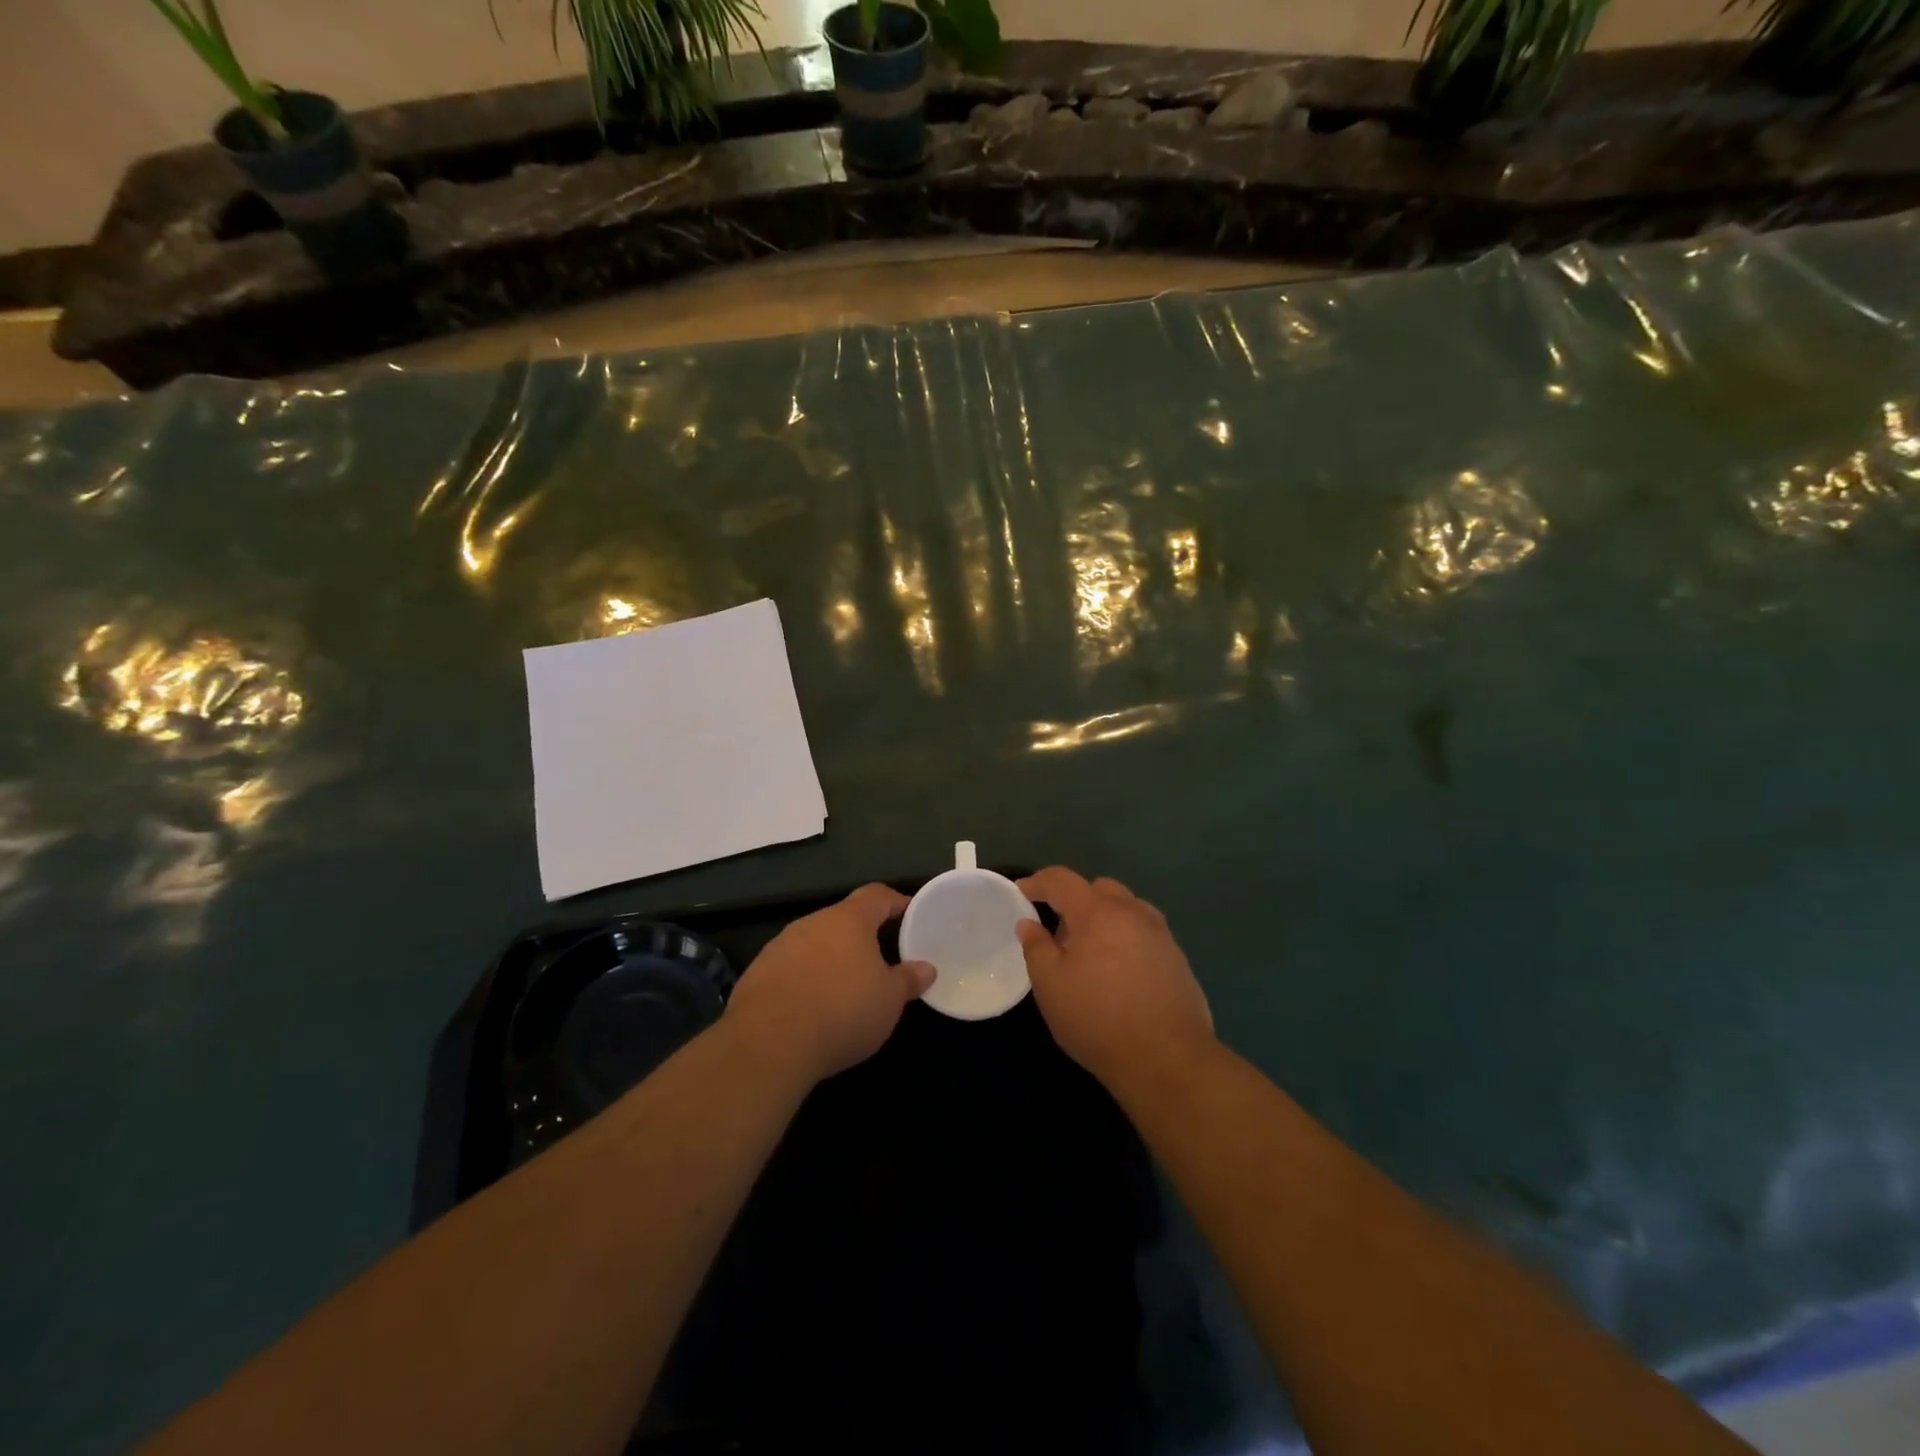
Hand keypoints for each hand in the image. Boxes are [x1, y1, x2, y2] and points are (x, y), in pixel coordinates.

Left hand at [724, 883, 934, 1085]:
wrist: (768, 1044)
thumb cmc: (842, 1011)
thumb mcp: (889, 1000)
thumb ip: (908, 980)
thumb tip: (927, 968)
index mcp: (848, 920)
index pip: (876, 895)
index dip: (895, 902)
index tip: (910, 915)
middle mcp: (812, 923)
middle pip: (842, 920)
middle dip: (862, 936)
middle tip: (881, 959)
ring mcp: (780, 946)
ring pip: (814, 944)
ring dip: (830, 959)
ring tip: (845, 986)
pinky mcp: (757, 974)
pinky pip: (790, 968)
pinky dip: (805, 980)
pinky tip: (811, 1007)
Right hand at [1016, 866, 1214, 1090]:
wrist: (1168, 1059)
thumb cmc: (1098, 1019)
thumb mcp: (1050, 986)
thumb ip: (1036, 947)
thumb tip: (1028, 924)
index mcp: (1098, 912)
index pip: (1062, 880)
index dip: (1038, 882)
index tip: (1021, 893)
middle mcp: (1133, 913)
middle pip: (1100, 888)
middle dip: (1075, 900)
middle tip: (1058, 932)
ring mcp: (1161, 935)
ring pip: (1126, 909)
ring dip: (1104, 918)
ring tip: (1091, 953)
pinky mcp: (1177, 959)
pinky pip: (1144, 933)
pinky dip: (1125, 938)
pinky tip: (1119, 972)